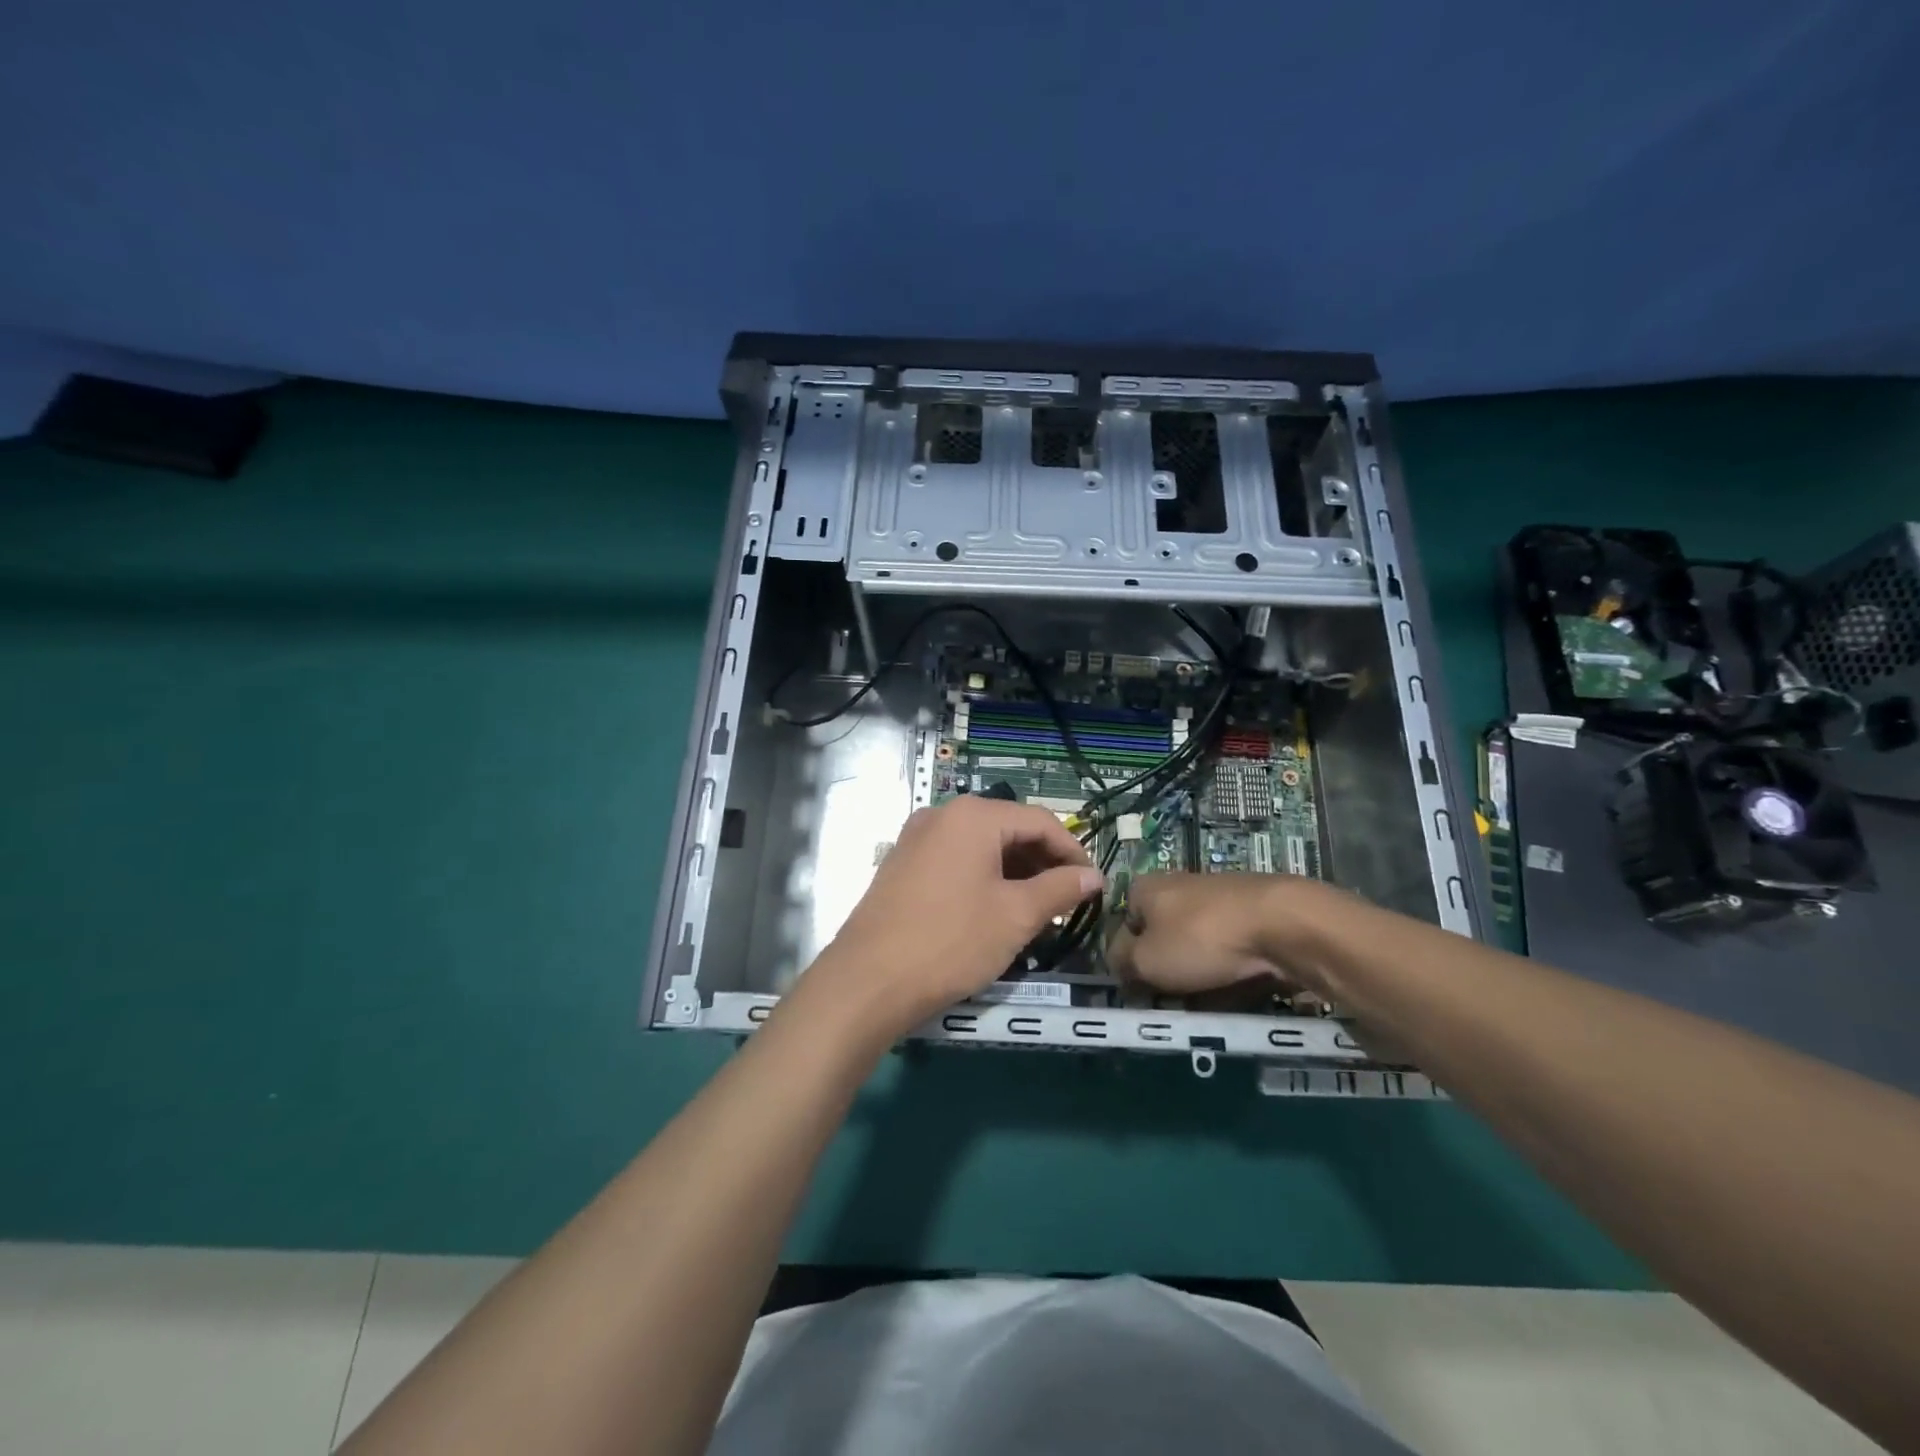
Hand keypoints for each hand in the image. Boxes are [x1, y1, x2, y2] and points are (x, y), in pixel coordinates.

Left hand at [799, 796, 1103, 1041]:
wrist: (867, 982)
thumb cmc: (951, 941)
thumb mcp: (1016, 916)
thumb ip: (1060, 889)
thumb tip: (1094, 876)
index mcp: (973, 815)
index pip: (1040, 821)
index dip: (1072, 851)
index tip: (1093, 886)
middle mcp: (942, 814)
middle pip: (1009, 828)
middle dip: (1042, 862)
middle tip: (1066, 902)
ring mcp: (917, 838)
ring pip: (982, 846)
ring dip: (1014, 872)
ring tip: (1036, 911)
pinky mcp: (902, 863)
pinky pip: (956, 860)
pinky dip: (984, 878)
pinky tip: (995, 910)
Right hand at [1106, 873, 1349, 997]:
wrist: (1283, 925)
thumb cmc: (1201, 940)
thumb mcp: (1145, 960)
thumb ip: (1120, 961)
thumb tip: (1116, 962)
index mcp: (1145, 887)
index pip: (1123, 926)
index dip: (1129, 960)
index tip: (1141, 988)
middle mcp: (1177, 885)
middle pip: (1161, 938)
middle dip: (1167, 970)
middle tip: (1176, 1000)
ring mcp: (1216, 897)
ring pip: (1196, 946)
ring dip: (1199, 974)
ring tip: (1210, 1001)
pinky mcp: (1250, 912)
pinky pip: (1229, 950)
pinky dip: (1230, 970)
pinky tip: (1240, 988)